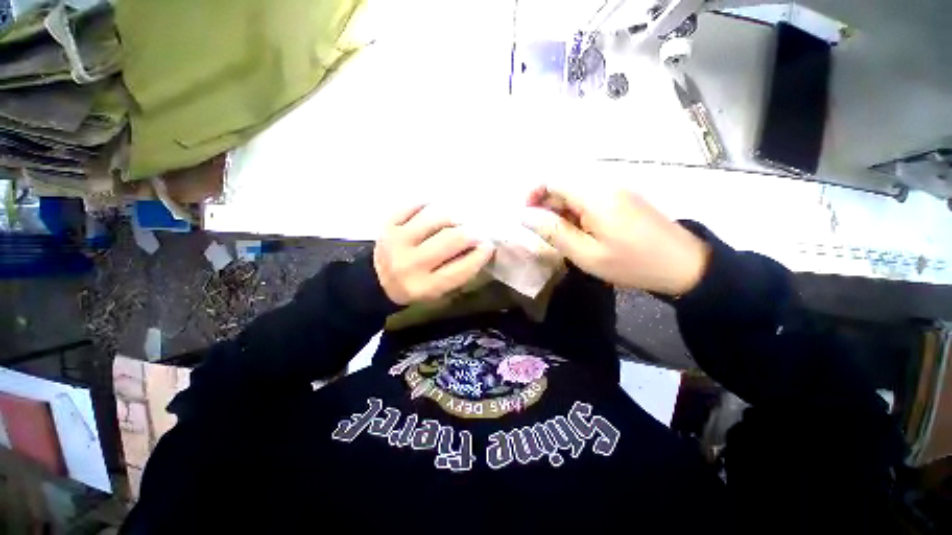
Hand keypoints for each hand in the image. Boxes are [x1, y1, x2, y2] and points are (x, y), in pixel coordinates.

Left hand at [374, 203, 495, 304]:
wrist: (377, 281)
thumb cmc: (415, 287)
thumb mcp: (438, 291)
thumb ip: (459, 272)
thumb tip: (481, 247)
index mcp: (425, 286)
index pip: (462, 268)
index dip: (481, 255)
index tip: (489, 245)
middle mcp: (411, 264)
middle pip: (451, 239)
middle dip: (470, 234)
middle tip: (476, 232)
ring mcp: (397, 241)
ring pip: (435, 219)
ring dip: (452, 219)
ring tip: (456, 222)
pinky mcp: (388, 225)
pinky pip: (413, 206)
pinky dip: (427, 205)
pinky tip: (434, 209)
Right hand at [521, 184, 709, 295]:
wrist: (684, 266)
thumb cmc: (631, 263)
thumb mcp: (585, 254)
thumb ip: (553, 232)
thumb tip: (524, 215)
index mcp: (594, 195)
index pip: (553, 179)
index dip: (533, 194)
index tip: (526, 217)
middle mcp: (605, 184)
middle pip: (564, 184)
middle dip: (547, 206)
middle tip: (545, 234)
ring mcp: (617, 189)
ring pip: (576, 192)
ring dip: (562, 212)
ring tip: (563, 238)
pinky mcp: (624, 198)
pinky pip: (590, 198)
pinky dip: (577, 213)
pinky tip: (582, 233)